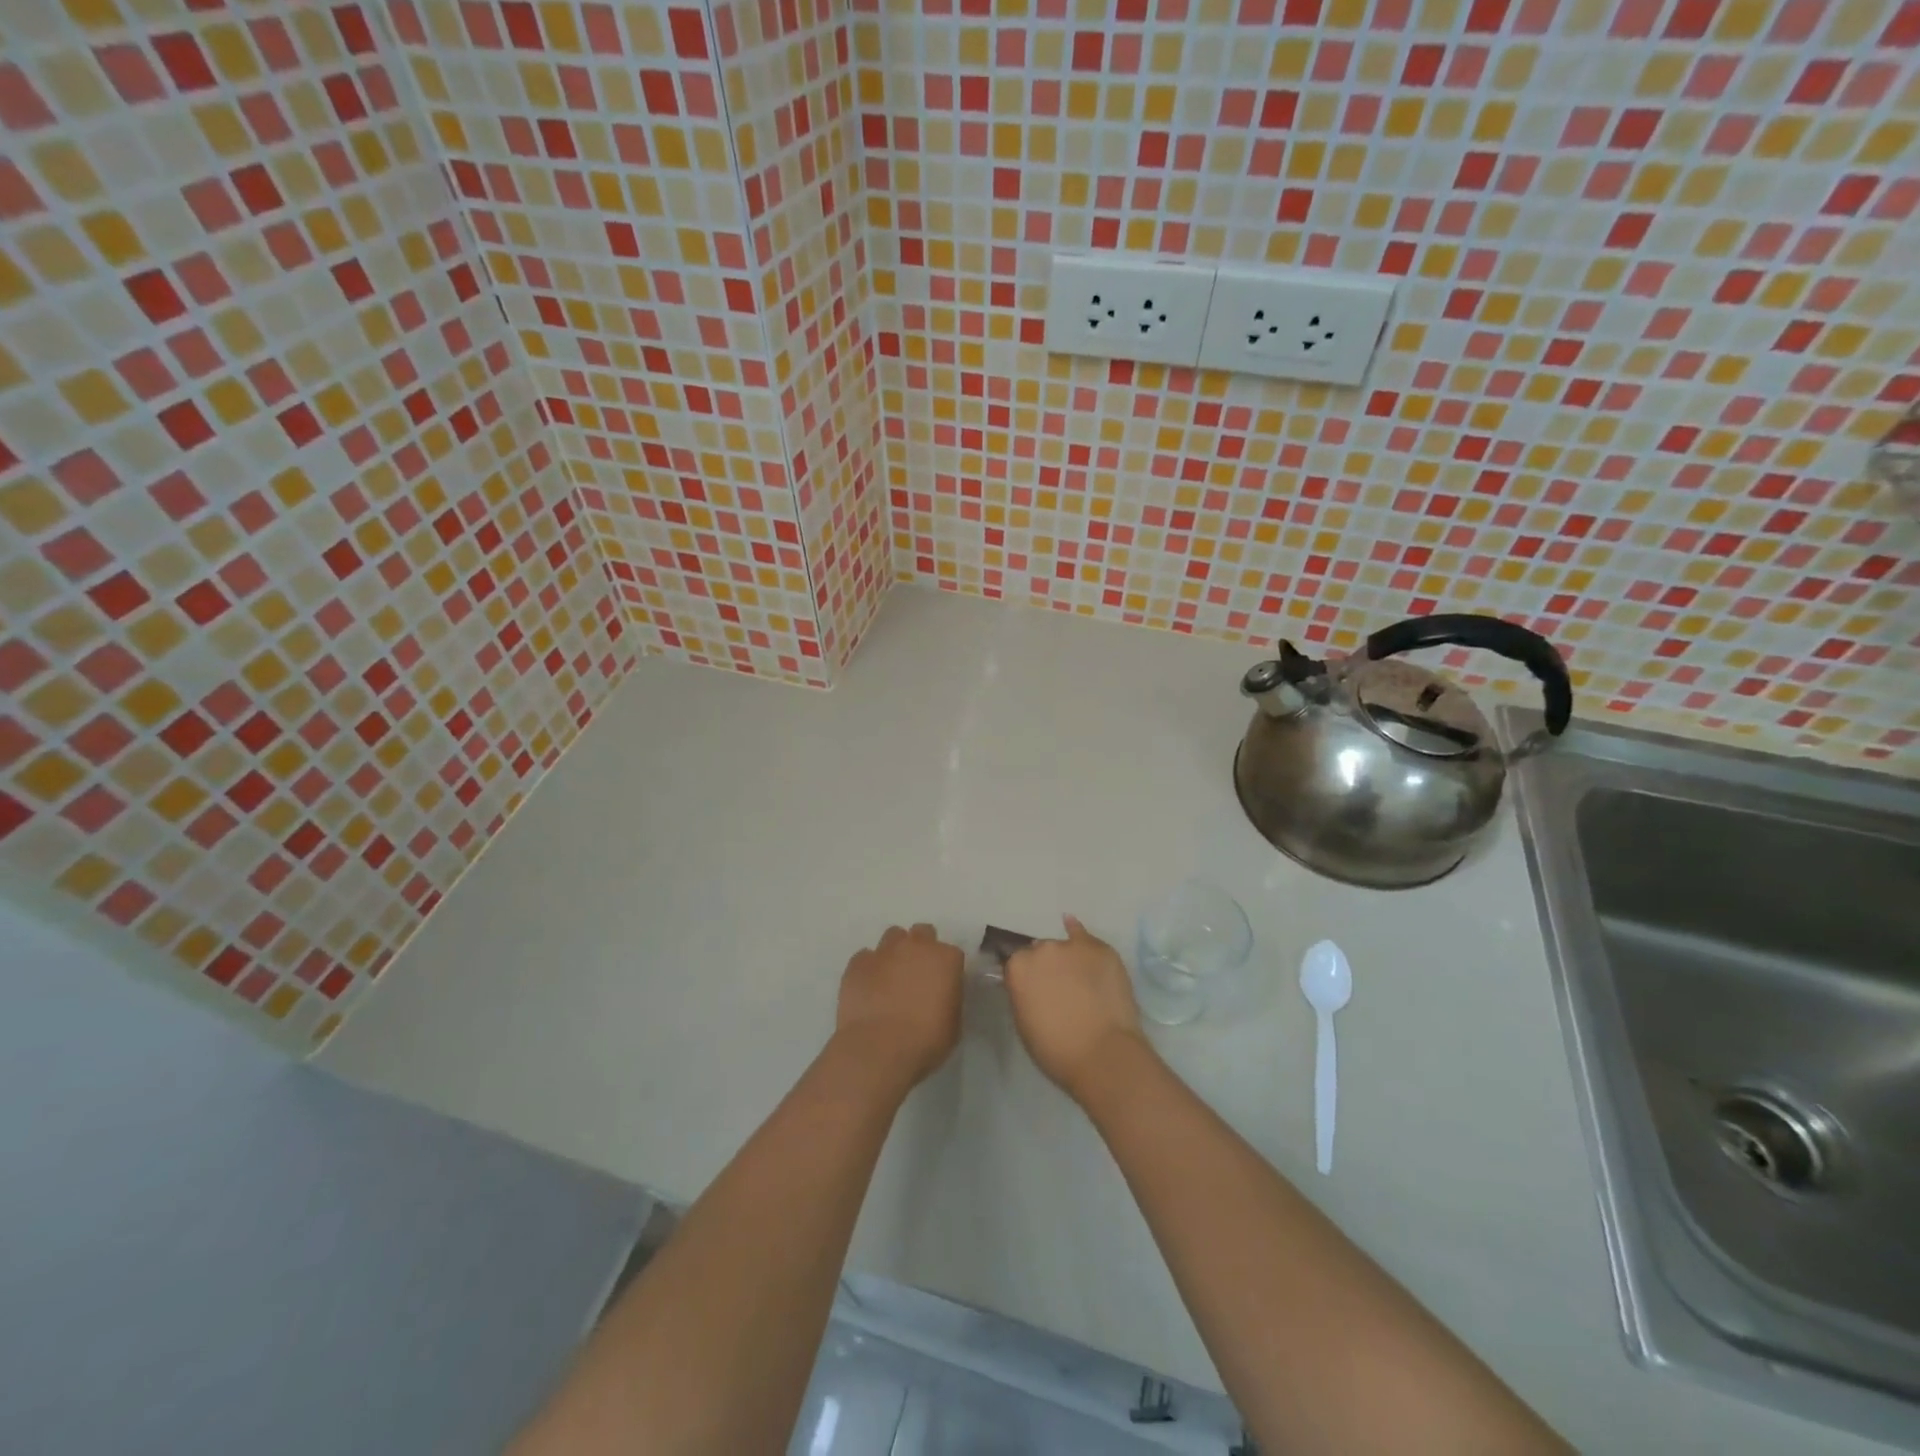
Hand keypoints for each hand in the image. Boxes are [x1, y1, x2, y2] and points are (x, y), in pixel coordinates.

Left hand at [835, 924, 963, 1089]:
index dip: (946, 969)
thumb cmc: (925, 1041)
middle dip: (921, 948)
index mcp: (945, 959)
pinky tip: (868, 987)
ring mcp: (884, 951)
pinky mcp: (858, 963)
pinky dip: (869, 968)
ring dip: (895, 952)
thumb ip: (949, 999)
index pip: (951, 954)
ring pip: (893, 937)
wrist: (879, 1049)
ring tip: (890, 977)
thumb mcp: (953, 1023)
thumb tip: (939, 995)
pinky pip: (865, 957)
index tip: (942, 986)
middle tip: (916, 974)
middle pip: (922, 933)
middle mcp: (916, 946)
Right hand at [1005, 915, 1150, 1104]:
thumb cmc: (1056, 1049)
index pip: (1017, 965)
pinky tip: (1071, 923)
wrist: (1102, 1054)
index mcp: (1018, 968)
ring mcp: (1072, 946)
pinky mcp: (1101, 949)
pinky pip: (1084, 935)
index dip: (1027, 980)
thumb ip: (1023, 994)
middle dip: (1047, 968)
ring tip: (1079, 981)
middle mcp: (1042, 949)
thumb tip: (1030, 986)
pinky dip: (1078, 932)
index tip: (1035, 993)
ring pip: (1064, 948)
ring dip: (1067, 960)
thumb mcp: (1024, 1022)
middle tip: (1058, 991)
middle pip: (1040, 953)